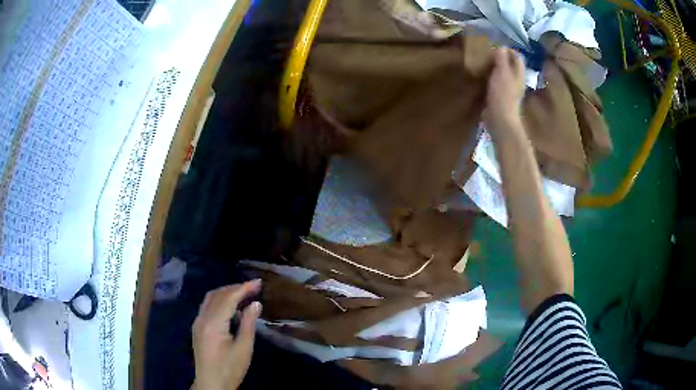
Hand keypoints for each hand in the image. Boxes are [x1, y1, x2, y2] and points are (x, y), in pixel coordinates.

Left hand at [192, 281, 261, 389]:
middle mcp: (202, 318)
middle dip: (235, 288)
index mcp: (213, 323)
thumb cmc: (230, 369)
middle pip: (217, 294)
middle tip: (254, 287)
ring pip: (210, 298)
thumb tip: (255, 303)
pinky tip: (230, 306)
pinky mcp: (197, 327)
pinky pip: (207, 306)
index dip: (243, 288)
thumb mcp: (244, 349)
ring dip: (226, 292)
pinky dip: (219, 300)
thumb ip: (248, 324)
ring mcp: (197, 322)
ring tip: (244, 293)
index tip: (258, 282)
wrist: (211, 384)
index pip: (228, 298)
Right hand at [484, 48, 525, 132]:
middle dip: (501, 58)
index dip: (508, 50)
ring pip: (504, 73)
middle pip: (511, 65)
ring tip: (483, 63)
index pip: (517, 56)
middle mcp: (516, 80)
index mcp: (519, 73)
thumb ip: (501, 58)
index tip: (495, 47)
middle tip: (488, 54)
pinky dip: (491, 78)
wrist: (500, 118)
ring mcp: (509, 89)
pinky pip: (497, 83)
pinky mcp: (501, 97)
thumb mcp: (502, 72)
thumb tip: (501, 46)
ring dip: (495, 68)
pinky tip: (482, 77)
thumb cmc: (502, 94)